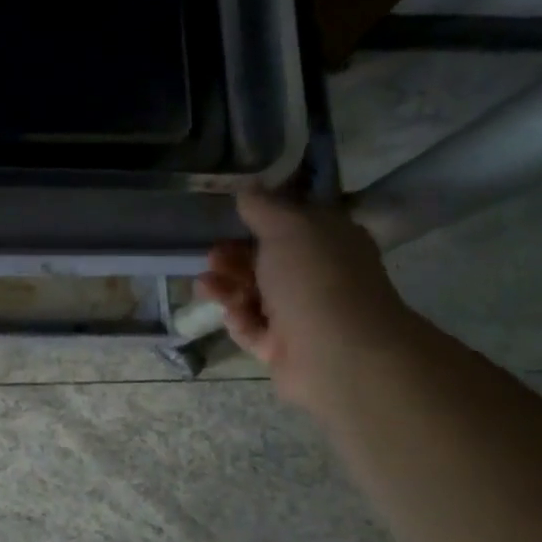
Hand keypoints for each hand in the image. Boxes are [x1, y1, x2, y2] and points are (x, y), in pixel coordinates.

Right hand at [197, 189, 418, 414]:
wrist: (337, 354)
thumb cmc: (315, 278)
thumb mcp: (287, 227)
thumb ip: (263, 207)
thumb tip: (248, 188)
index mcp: (330, 241)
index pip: (294, 224)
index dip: (263, 219)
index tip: (231, 217)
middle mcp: (319, 276)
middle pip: (268, 261)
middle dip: (235, 256)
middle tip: (212, 256)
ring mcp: (302, 315)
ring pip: (256, 295)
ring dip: (228, 287)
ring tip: (205, 285)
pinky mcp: (284, 348)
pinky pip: (254, 329)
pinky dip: (239, 320)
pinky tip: (230, 313)